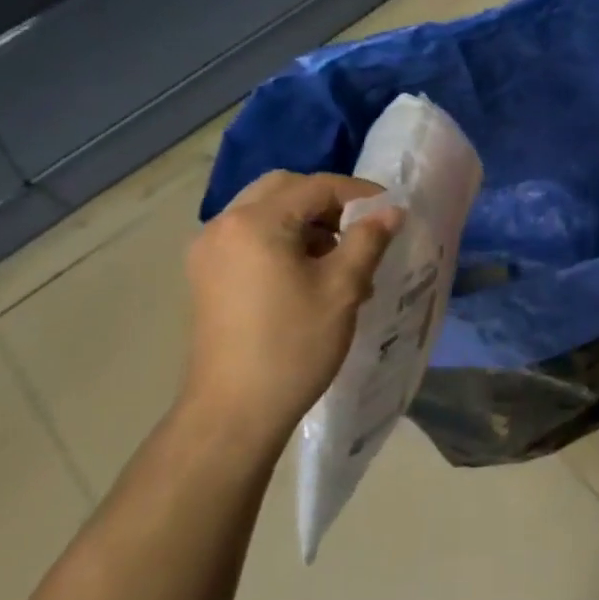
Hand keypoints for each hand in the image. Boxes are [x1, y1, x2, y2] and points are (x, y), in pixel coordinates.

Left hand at [182, 171, 400, 454]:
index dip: (360, 194)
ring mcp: (208, 251)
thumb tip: (391, 211)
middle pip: (285, 189)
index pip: (317, 186)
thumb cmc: (293, 345)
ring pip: (265, 212)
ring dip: (306, 221)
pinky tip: (308, 272)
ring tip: (340, 256)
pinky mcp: (206, 275)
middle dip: (328, 202)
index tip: (392, 213)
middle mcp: (224, 225)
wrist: (234, 412)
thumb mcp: (343, 288)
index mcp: (255, 222)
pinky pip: (250, 236)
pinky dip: (282, 239)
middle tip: (362, 228)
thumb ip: (369, 239)